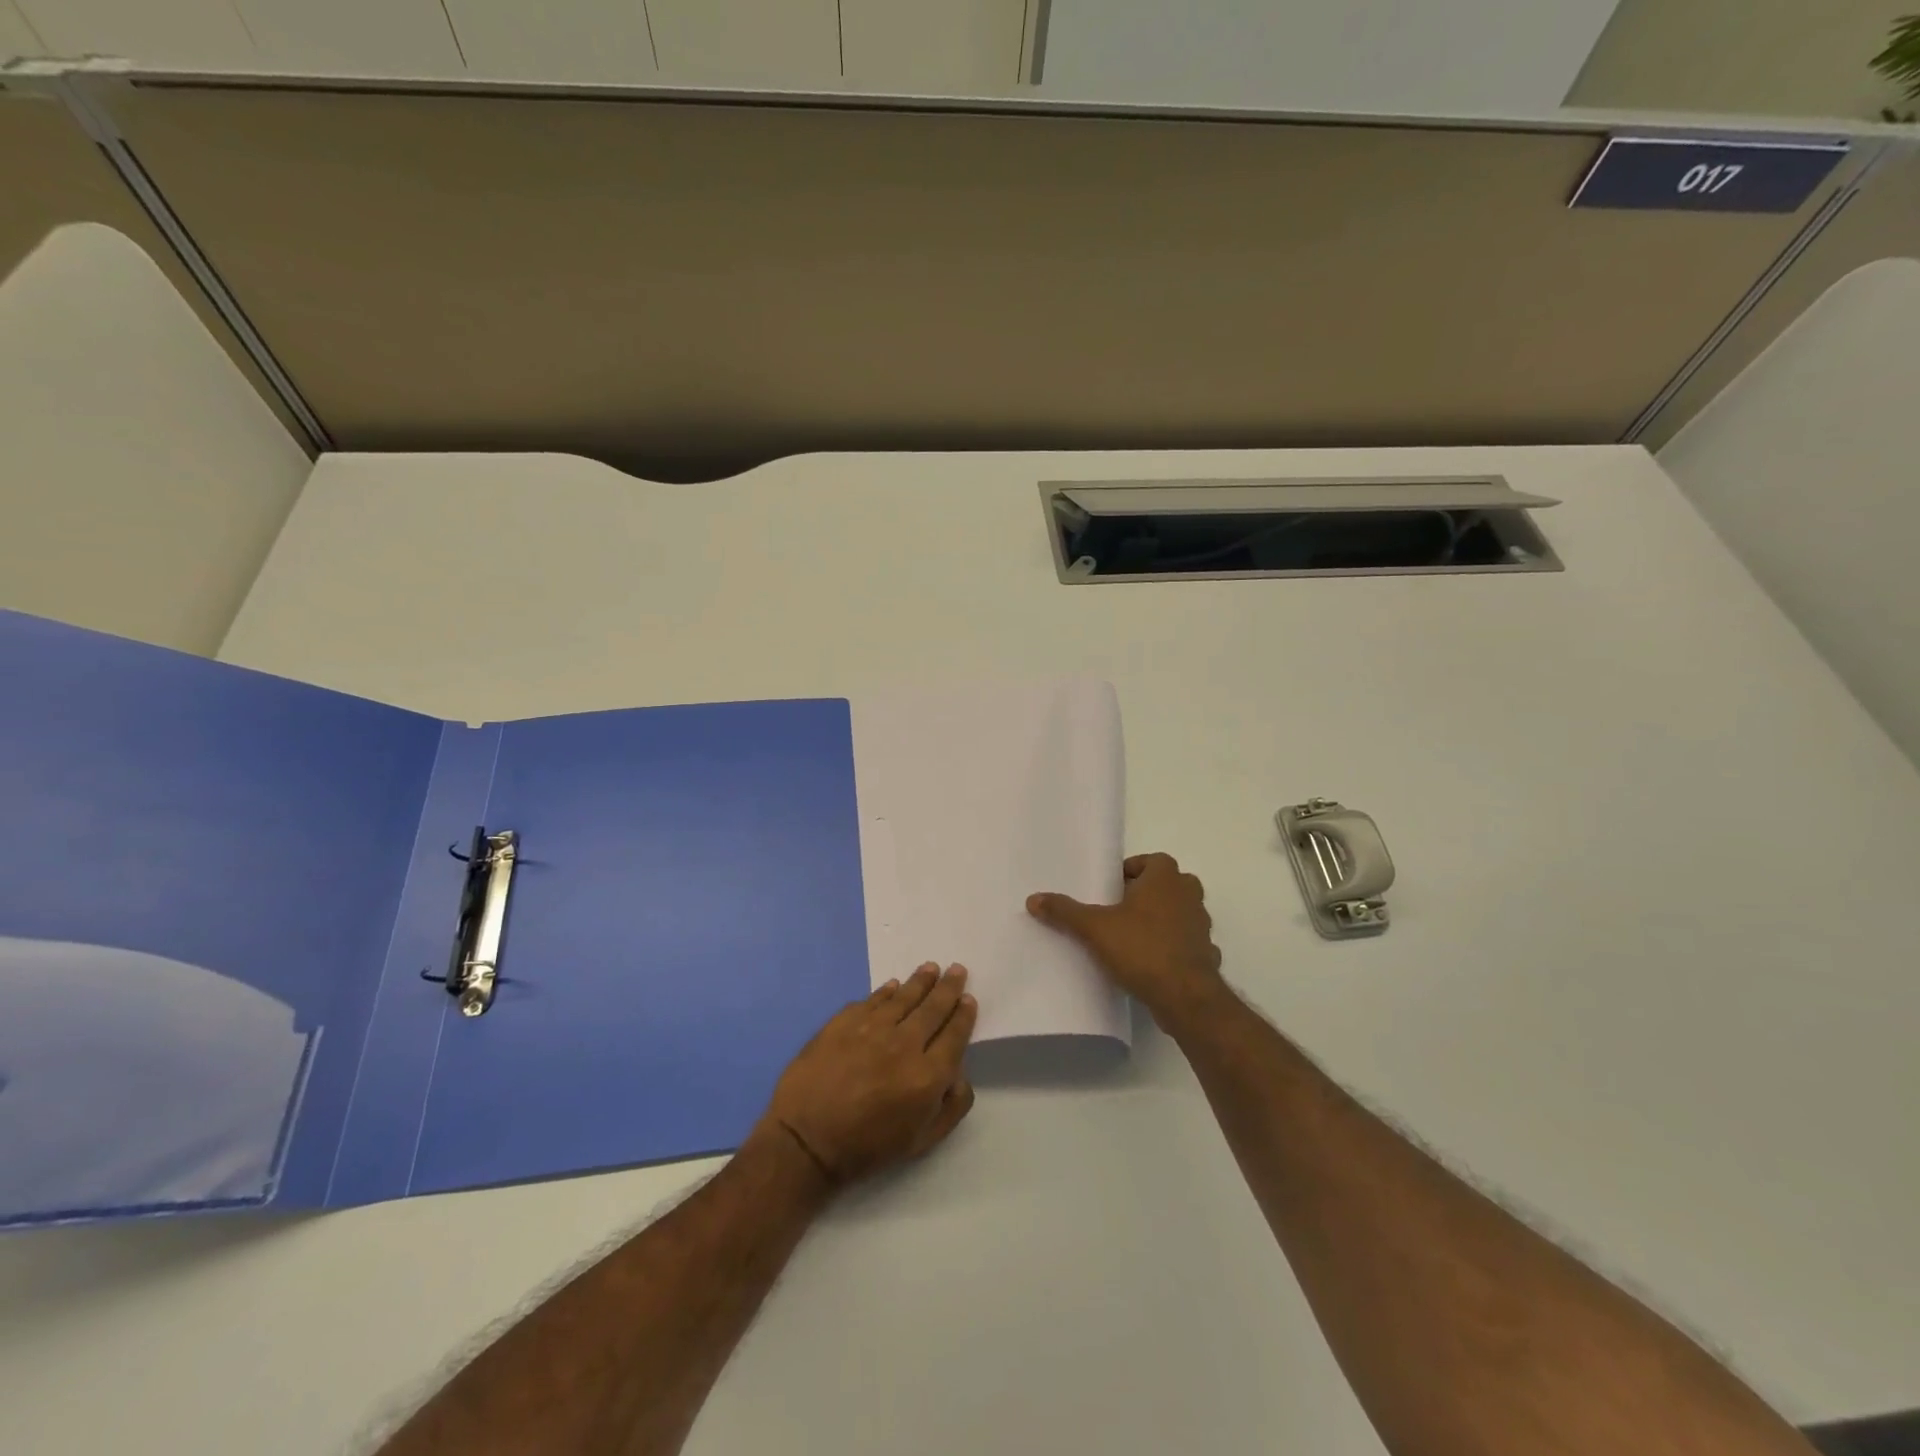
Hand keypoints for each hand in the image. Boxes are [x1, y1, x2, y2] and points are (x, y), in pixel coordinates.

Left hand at [758, 963, 977, 1185]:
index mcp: (927, 1075)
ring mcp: (872, 1028)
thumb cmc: (867, 1148)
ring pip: (903, 996)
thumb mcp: (921, 1142)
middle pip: (933, 1008)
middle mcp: (904, 1043)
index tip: (968, 999)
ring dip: (920, 981)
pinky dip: (885, 991)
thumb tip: (960, 1075)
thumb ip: (951, 1108)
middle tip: (956, 970)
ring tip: (930, 968)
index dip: (964, 1015)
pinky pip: (872, 1000)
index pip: (954, 1035)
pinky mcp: (844, 1021)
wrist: (805, 1141)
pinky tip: (892, 986)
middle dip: (948, 987)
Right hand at [1027, 853, 1224, 1023]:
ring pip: (1180, 913)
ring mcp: (1202, 925)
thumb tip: (1033, 899)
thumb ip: (1065, 911)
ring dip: (1162, 919)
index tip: (1112, 889)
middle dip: (1146, 894)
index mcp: (1165, 878)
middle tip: (1119, 910)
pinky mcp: (1207, 954)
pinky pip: (1188, 943)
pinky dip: (1175, 948)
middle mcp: (1189, 895)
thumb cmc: (1141, 948)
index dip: (1132, 872)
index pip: (1152, 860)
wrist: (1185, 996)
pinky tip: (1155, 964)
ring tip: (1133, 937)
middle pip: (1167, 885)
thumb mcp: (1094, 928)